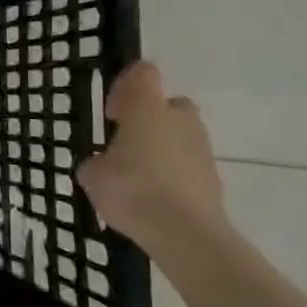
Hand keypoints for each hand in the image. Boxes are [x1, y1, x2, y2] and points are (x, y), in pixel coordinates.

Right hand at [76, 61, 226, 254]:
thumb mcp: (92, 174)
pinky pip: (189, 164)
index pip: (143, 73)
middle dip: (150, 118)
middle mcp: (179, 119)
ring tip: (139, 176)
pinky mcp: (214, 177)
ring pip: (181, 135)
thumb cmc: (132, 189)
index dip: (126, 85)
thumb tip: (103, 165)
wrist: (185, 233)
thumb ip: (96, 162)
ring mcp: (201, 148)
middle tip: (127, 142)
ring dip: (163, 147)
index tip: (112, 112)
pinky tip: (154, 197)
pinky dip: (174, 173)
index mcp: (147, 108)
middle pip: (169, 104)